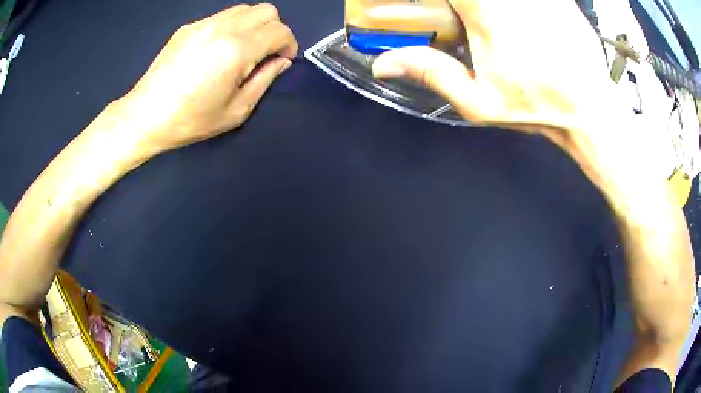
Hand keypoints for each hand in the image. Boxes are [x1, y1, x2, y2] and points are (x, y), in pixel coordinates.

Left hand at [121, 3, 297, 151]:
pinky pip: (222, 16)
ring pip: (244, 9)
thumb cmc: (190, 120)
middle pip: (266, 10)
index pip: (279, 30)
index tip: (282, 60)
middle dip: (274, 29)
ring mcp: (203, 24)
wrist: (145, 115)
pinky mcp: (188, 27)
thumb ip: (264, 80)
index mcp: (237, 50)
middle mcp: (223, 28)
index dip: (288, 44)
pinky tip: (218, 49)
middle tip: (265, 52)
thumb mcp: (236, 111)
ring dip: (253, 25)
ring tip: (242, 49)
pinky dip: (232, 26)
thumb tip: (280, 61)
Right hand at [372, 0, 610, 134]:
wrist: (590, 108)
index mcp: (487, 12)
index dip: (433, 0)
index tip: (435, 9)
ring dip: (486, 9)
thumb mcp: (479, 101)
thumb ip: (431, 73)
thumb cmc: (537, 107)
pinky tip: (520, 25)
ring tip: (493, 30)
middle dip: (460, 6)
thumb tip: (384, 63)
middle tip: (461, 20)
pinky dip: (519, 9)